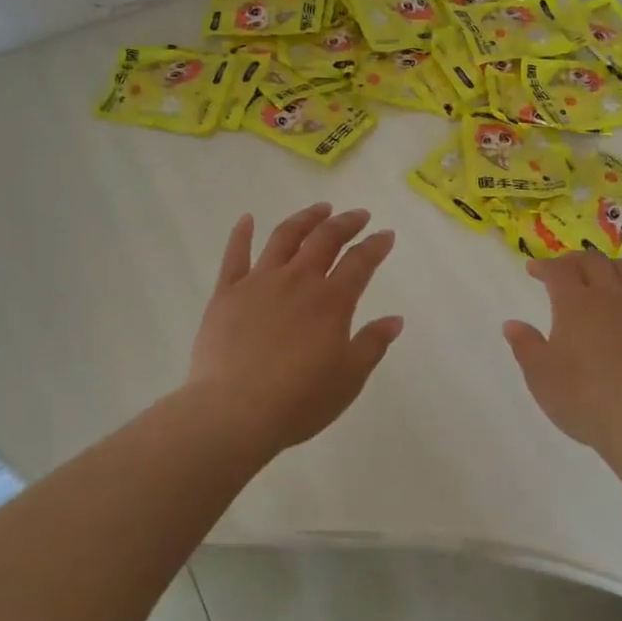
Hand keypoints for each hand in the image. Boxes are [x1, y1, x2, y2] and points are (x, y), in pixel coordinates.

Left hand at [184, 203, 403, 450]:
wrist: (234, 411)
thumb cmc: (299, 400)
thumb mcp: (348, 378)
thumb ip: (372, 344)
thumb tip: (395, 319)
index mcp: (331, 300)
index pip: (360, 262)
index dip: (376, 245)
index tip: (386, 235)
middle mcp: (298, 280)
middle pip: (325, 239)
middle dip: (346, 223)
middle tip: (358, 215)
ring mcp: (259, 282)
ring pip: (284, 237)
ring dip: (305, 219)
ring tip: (319, 209)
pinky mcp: (227, 293)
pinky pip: (234, 255)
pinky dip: (241, 234)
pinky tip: (246, 219)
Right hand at [503, 252, 621, 459]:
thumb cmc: (583, 398)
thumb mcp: (541, 376)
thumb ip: (525, 345)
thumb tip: (512, 324)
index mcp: (575, 303)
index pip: (558, 270)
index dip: (544, 266)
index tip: (533, 269)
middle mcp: (611, 296)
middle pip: (594, 261)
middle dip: (575, 260)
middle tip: (564, 270)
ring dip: (609, 268)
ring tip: (601, 280)